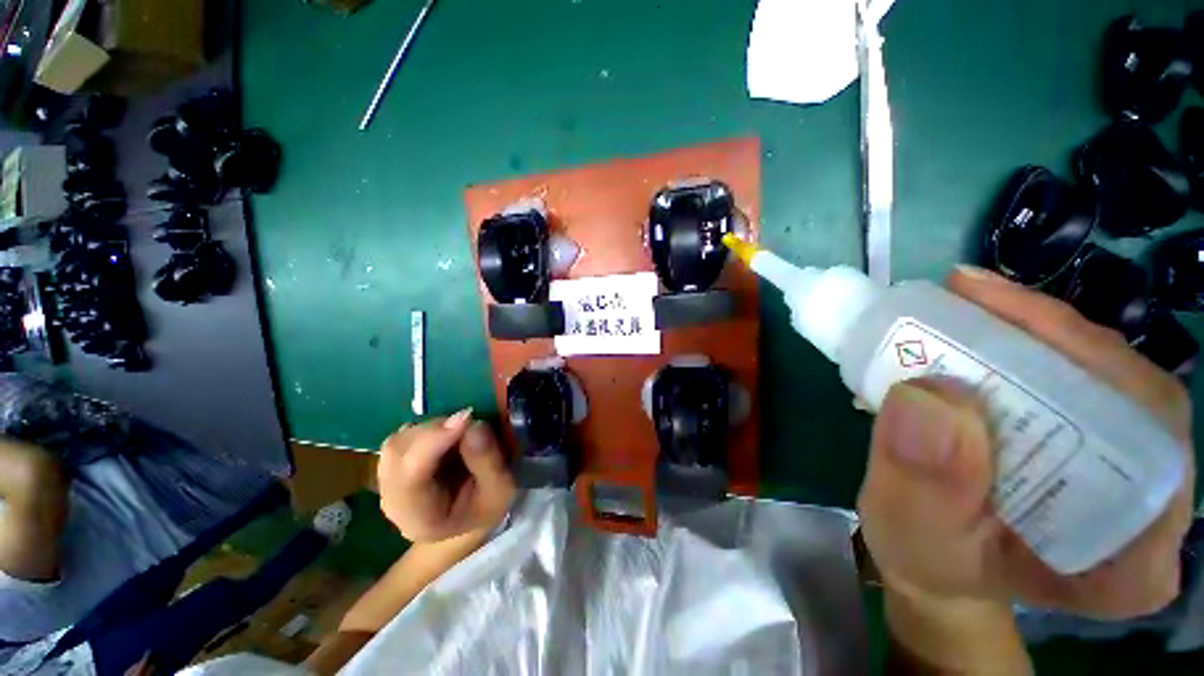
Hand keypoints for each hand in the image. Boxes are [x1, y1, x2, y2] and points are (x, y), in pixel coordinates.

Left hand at [377, 409, 515, 541]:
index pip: (410, 476)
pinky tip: (450, 433)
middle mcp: (392, 497)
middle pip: (399, 452)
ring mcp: (389, 478)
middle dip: (437, 430)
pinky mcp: (395, 462)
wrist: (464, 521)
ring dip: (434, 427)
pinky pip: (404, 435)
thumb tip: (474, 425)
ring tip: (463, 430)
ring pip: (400, 439)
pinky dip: (430, 427)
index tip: (466, 418)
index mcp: (417, 516)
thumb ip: (488, 463)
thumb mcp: (500, 492)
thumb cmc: (483, 511)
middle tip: (472, 421)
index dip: (434, 441)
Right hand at [858, 266, 1194, 619]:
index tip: (997, 328)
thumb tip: (928, 396)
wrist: (938, 560)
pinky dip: (1026, 343)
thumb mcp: (914, 535)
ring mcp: (1126, 468)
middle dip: (1055, 337)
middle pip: (1132, 395)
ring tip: (968, 305)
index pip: (1150, 449)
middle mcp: (1150, 505)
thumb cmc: (931, 560)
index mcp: (1132, 558)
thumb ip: (926, 484)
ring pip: (1106, 376)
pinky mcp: (1094, 442)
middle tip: (970, 299)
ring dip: (1035, 332)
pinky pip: (1075, 377)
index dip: (1089, 375)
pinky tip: (981, 329)